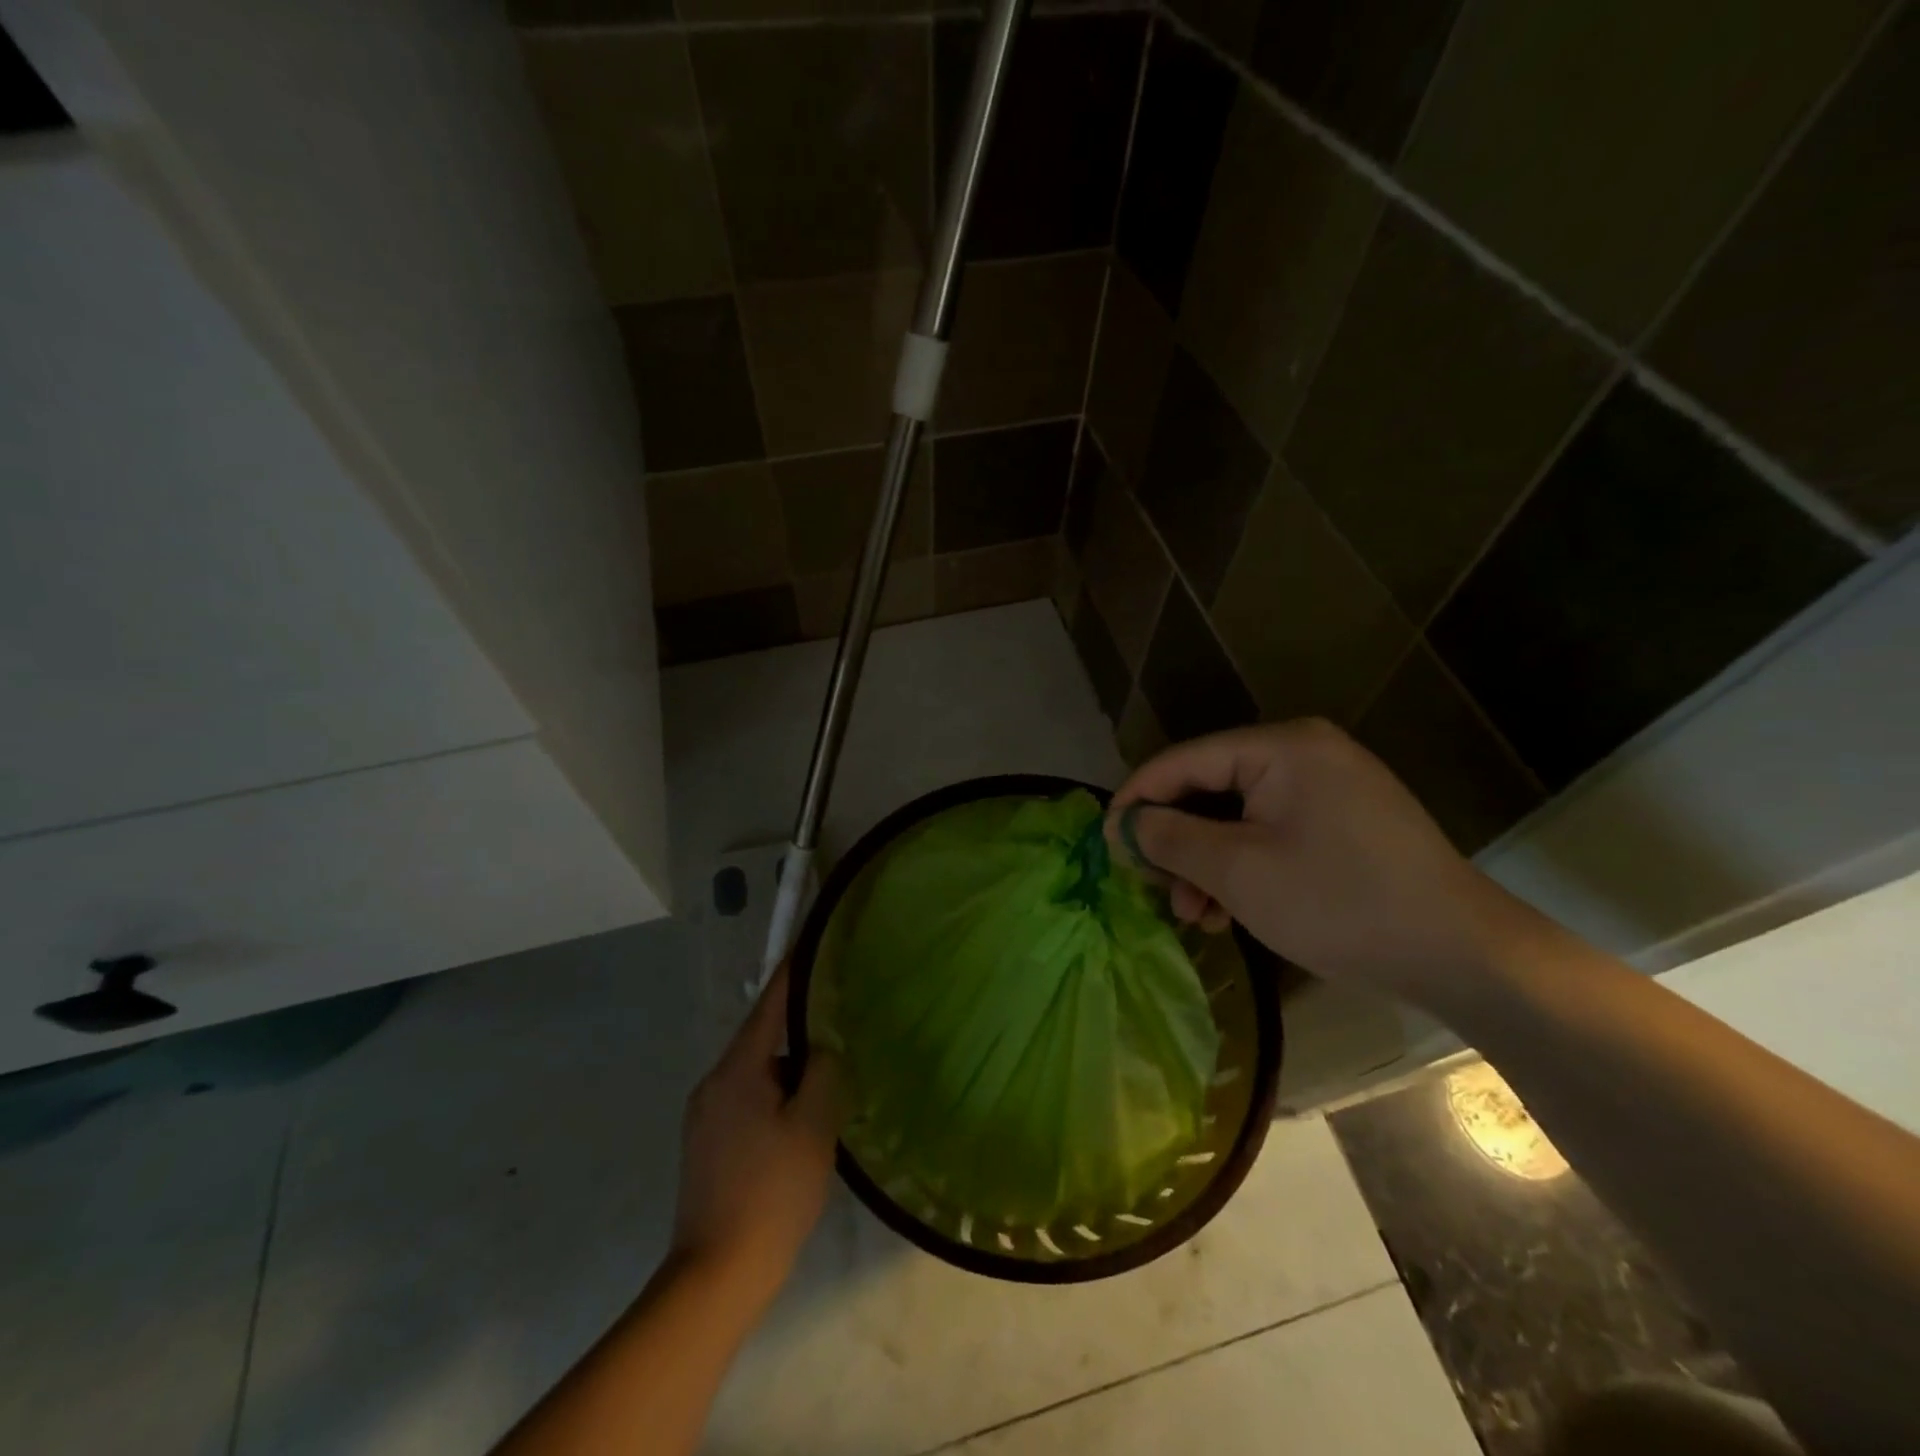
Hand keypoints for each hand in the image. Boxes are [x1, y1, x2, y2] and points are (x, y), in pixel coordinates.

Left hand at [670, 964, 843, 1305]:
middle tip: (838, 1041)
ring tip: (823, 1098)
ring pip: (755, 1076)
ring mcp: (703, 1116)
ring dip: (787, 1078)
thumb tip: (823, 1048)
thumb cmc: (771, 1194)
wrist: (714, 1278)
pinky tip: (796, 1132)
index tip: (810, 941)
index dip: (792, 972)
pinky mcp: (703, 1145)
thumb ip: (823, 1072)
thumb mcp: (813, 1126)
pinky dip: (773, 1102)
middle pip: (762, 1042)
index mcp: (737, 1071)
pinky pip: (745, 1103)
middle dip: (799, 1039)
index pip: (769, 1004)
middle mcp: (713, 1084)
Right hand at [1108, 720, 1525, 1007]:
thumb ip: (1170, 838)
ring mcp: (1328, 789)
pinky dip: (1242, 869)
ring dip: (1205, 865)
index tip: (1106, 844)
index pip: (1183, 761)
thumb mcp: (1238, 871)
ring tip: (1193, 915)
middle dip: (1175, 843)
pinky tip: (1228, 912)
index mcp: (1281, 748)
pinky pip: (1270, 834)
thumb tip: (1122, 825)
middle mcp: (1304, 754)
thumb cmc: (1339, 903)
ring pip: (1237, 818)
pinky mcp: (1342, 824)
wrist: (1463, 955)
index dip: (1137, 801)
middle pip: (1209, 789)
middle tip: (1153, 889)